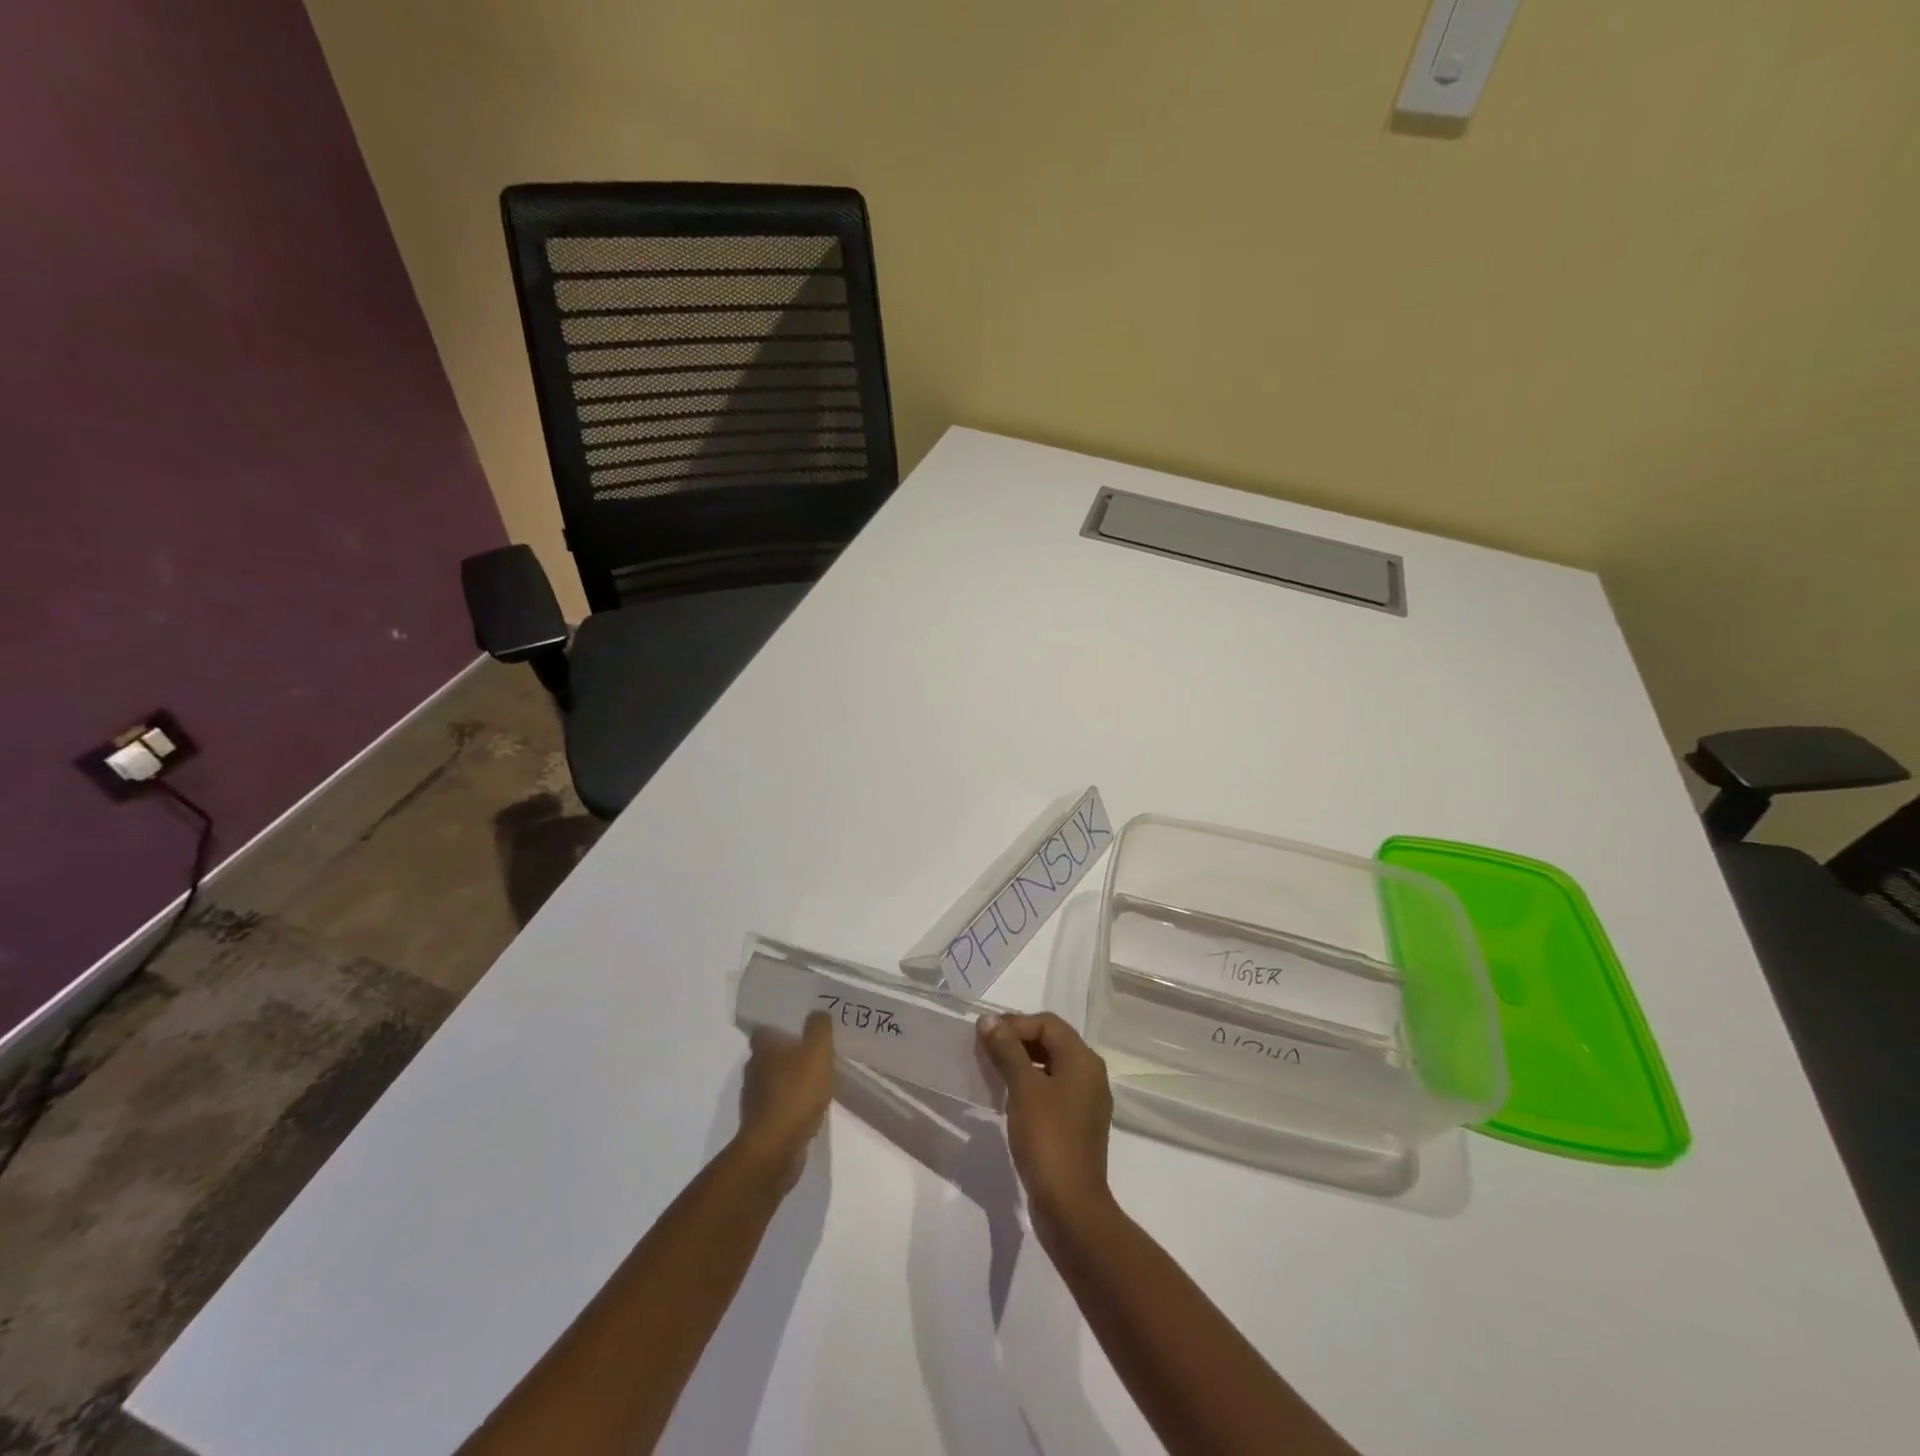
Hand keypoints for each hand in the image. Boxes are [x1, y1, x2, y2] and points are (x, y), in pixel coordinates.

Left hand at [737, 1013, 833, 1191]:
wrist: (776, 1148)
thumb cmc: (796, 1092)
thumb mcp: (817, 1051)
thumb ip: (819, 1027)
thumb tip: (817, 1013)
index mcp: (762, 1048)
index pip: (766, 1028)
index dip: (781, 1025)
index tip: (801, 1025)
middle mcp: (752, 1069)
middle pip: (770, 1054)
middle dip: (789, 1052)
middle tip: (814, 1050)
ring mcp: (754, 1098)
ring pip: (773, 1080)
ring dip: (790, 1079)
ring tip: (816, 1079)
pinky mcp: (761, 1123)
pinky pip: (778, 1105)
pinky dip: (790, 1103)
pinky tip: (809, 1106)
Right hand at [976, 1013, 1114, 1244]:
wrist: (1071, 1206)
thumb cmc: (1048, 1138)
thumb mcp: (1024, 1089)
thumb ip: (1007, 1050)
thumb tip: (989, 1020)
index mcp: (1083, 1059)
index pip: (1048, 1023)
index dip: (1015, 1023)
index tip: (985, 1035)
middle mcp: (1090, 1074)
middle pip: (1052, 1041)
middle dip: (1018, 1040)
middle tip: (985, 1050)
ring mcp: (1087, 1101)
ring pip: (1052, 1066)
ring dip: (1022, 1063)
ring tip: (993, 1071)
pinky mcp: (1078, 1124)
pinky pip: (1053, 1089)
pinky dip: (1031, 1085)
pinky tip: (1010, 1098)